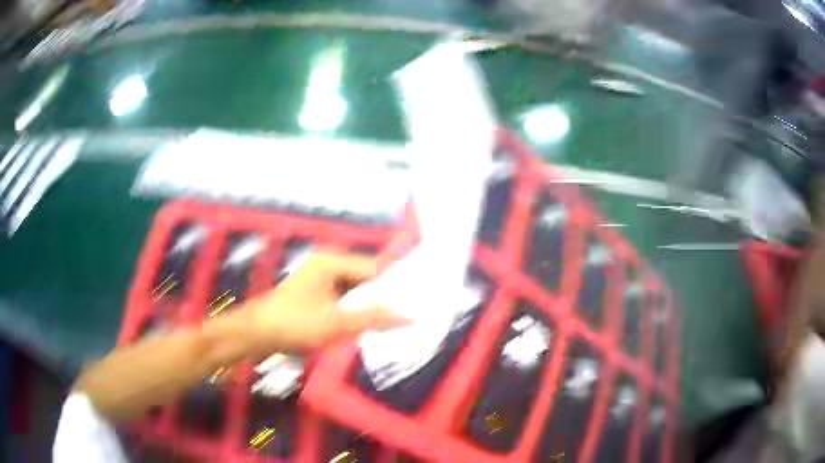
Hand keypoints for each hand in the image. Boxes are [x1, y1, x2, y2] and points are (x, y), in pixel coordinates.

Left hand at [242, 251, 408, 355]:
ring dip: (370, 309)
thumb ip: (375, 318)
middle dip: (384, 299)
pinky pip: (344, 302)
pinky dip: (355, 314)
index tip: (418, 303)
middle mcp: (328, 266)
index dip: (396, 287)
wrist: (255, 335)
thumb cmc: (294, 323)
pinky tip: (368, 328)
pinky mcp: (315, 297)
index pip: (376, 269)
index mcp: (332, 262)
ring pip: (356, 293)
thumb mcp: (337, 322)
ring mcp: (320, 282)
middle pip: (366, 280)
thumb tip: (413, 317)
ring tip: (395, 325)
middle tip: (409, 317)